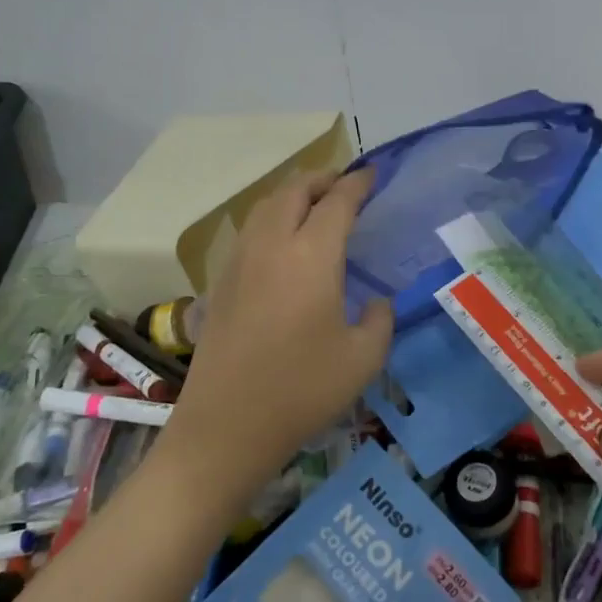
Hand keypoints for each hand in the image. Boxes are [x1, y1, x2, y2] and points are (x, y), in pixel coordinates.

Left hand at [174, 169, 392, 487]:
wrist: (226, 426)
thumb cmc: (302, 391)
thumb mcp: (363, 359)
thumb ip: (380, 319)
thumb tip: (376, 301)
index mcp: (311, 256)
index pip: (337, 202)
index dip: (357, 184)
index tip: (373, 175)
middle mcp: (271, 246)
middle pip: (294, 191)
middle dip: (322, 179)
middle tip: (345, 185)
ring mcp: (240, 262)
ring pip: (265, 206)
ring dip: (292, 195)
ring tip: (314, 205)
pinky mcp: (221, 282)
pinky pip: (249, 230)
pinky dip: (271, 218)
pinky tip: (283, 242)